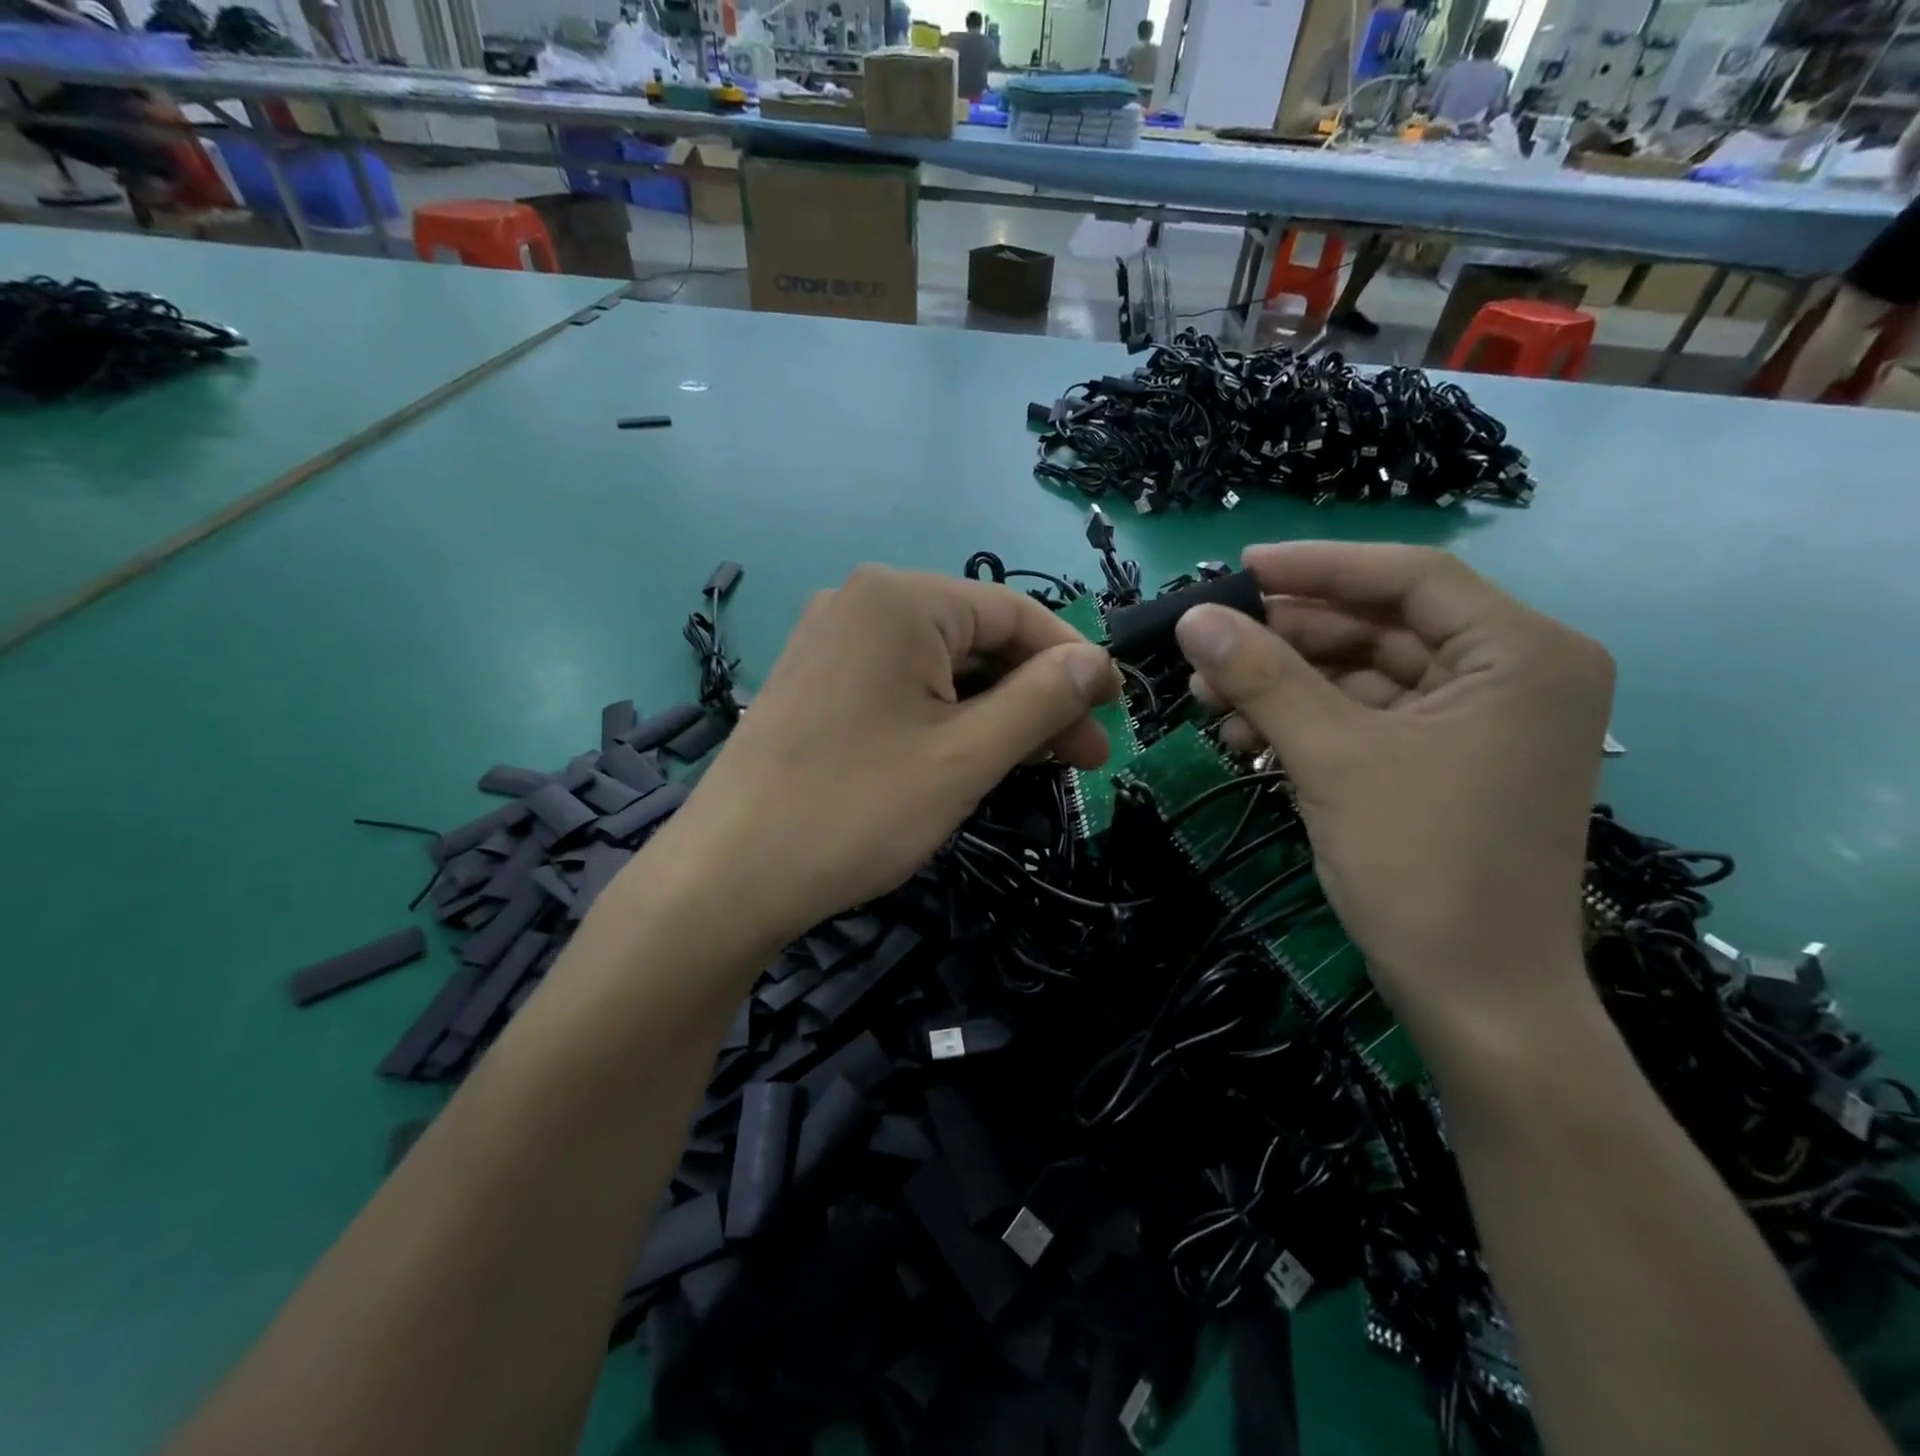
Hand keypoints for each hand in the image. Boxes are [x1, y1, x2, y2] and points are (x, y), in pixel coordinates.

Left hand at [657, 566, 1119, 947]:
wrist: (728, 878)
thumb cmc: (857, 810)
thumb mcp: (967, 756)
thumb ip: (1040, 701)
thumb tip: (1097, 662)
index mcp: (901, 598)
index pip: (1015, 613)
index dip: (1073, 662)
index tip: (1115, 711)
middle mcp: (862, 602)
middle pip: (977, 640)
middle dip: (1035, 697)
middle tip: (1083, 757)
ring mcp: (831, 642)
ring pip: (940, 668)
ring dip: (995, 713)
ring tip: (1038, 765)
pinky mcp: (815, 683)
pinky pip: (901, 687)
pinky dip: (945, 718)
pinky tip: (974, 757)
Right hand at [1174, 544, 1613, 1046]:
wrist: (1475, 998)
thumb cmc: (1421, 866)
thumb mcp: (1332, 758)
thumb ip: (1262, 676)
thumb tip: (1192, 617)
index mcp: (1520, 654)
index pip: (1409, 576)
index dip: (1318, 566)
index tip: (1238, 569)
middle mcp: (1511, 675)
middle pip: (1379, 626)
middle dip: (1286, 638)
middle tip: (1206, 646)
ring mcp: (1477, 724)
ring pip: (1362, 675)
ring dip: (1284, 684)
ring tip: (1208, 699)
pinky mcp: (1443, 763)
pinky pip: (1365, 719)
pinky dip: (1305, 722)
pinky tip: (1244, 738)